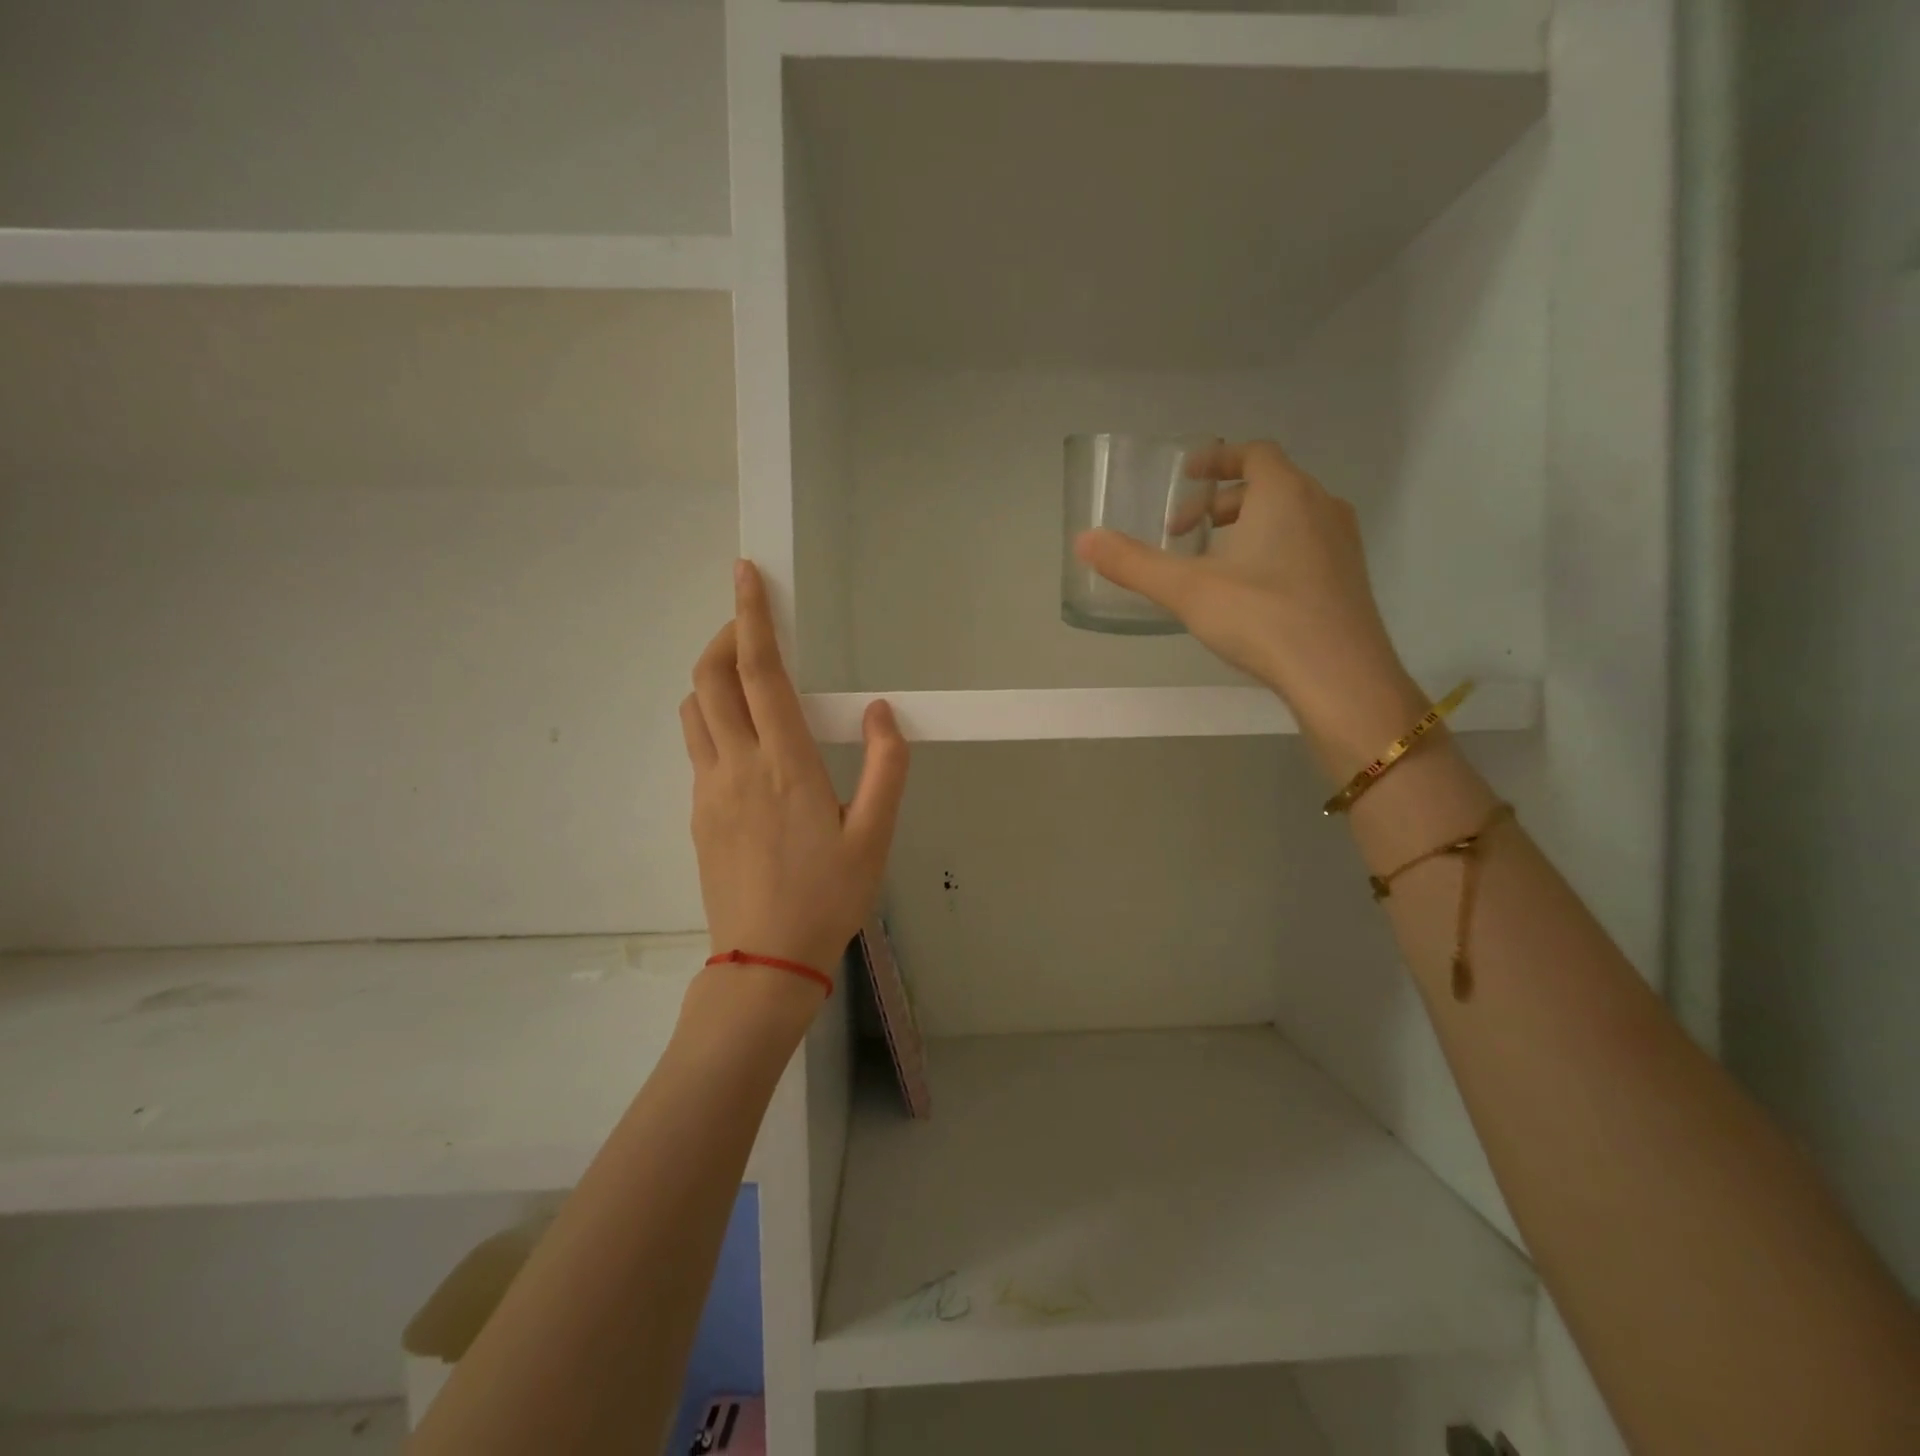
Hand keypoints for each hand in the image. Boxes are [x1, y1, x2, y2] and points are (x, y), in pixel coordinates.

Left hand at [679, 561, 909, 983]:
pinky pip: (697, 747)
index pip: (760, 673)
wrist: (765, 963)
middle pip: (709, 679)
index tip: (746, 575)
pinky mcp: (698, 813)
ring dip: (712, 679)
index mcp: (785, 765)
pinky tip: (745, 742)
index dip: (752, 617)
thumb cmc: (828, 898)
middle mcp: (737, 766)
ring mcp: (709, 790)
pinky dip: (713, 719)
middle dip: (723, 636)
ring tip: (746, 678)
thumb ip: (886, 767)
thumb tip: (881, 710)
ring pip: (694, 710)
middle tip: (749, 624)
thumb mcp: (876, 836)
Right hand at [1074, 439, 1423, 765]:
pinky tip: (1250, 594)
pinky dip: (1273, 550)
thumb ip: (1133, 564)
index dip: (1216, 461)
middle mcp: (1320, 506)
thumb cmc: (1261, 617)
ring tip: (1214, 564)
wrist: (1339, 675)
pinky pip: (1306, 544)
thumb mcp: (1186, 590)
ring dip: (1248, 527)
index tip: (1185, 479)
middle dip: (1222, 502)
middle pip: (1269, 484)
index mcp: (1284, 493)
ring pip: (1290, 516)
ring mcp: (1342, 542)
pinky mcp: (1349, 578)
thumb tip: (1083, 539)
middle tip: (1185, 533)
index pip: (1253, 454)